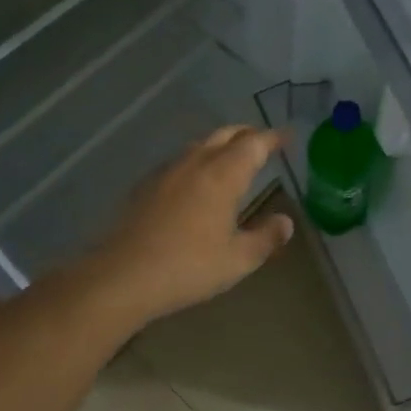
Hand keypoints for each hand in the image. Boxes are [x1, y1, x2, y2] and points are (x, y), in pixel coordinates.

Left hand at [89, 126, 293, 326]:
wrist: (122, 276)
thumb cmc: (188, 267)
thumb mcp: (238, 260)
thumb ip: (266, 237)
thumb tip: (286, 222)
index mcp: (223, 175)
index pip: (254, 144)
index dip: (273, 138)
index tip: (288, 136)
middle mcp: (196, 163)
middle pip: (225, 135)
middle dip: (247, 134)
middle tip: (263, 143)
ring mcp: (166, 171)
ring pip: (200, 144)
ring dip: (221, 144)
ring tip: (232, 158)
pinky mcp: (145, 185)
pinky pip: (180, 160)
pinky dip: (198, 160)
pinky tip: (196, 180)